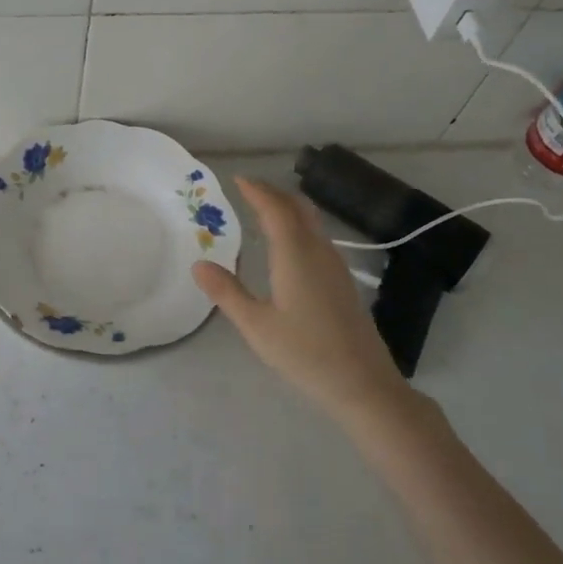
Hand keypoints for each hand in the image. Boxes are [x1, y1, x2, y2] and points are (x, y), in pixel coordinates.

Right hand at [193, 177, 415, 425]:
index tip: (237, 179)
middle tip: (248, 190)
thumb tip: (199, 263)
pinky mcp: (343, 281)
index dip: (256, 190)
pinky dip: (298, 226)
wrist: (363, 383)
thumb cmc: (305, 354)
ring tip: (264, 210)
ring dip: (288, 208)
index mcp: (295, 255)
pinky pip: (318, 237)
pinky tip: (288, 245)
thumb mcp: (256, 326)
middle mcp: (318, 251)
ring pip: (312, 221)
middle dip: (273, 193)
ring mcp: (335, 266)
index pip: (275, 209)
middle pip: (298, 208)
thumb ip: (227, 292)